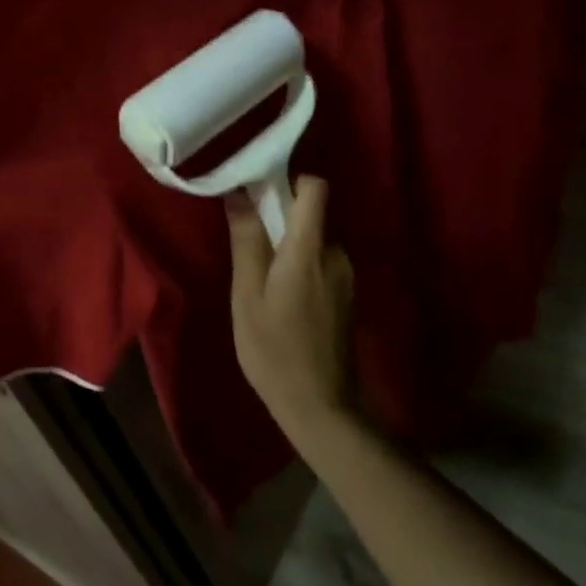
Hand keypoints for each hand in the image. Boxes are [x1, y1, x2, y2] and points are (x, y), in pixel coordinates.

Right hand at [229, 177, 356, 444]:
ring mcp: (345, 275)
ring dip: (287, 245)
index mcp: (310, 249)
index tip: (259, 189)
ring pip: (313, 239)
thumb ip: (247, 241)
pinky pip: (320, 260)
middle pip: (311, 213)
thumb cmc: (274, 350)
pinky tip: (279, 295)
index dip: (290, 179)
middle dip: (279, 217)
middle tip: (246, 239)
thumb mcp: (248, 295)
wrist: (321, 406)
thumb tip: (239, 193)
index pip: (316, 188)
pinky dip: (298, 263)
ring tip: (259, 274)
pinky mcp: (346, 293)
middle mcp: (336, 254)